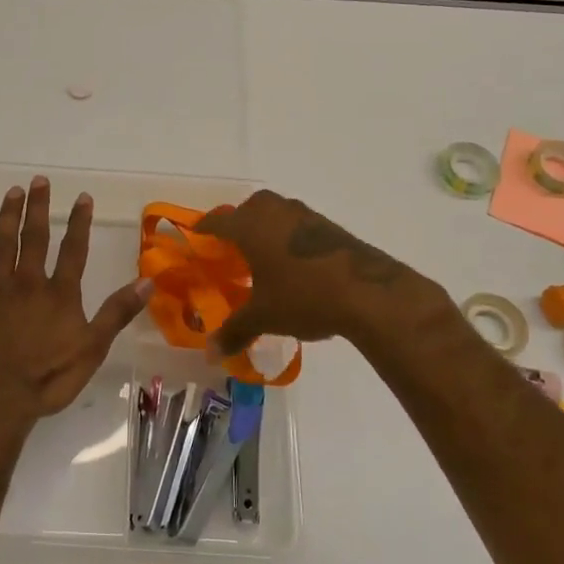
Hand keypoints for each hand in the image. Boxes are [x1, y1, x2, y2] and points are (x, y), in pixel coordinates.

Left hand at [0, 176, 151, 427]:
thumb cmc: (48, 377)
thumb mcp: (92, 348)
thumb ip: (117, 312)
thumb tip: (148, 280)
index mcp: (59, 293)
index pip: (73, 250)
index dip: (79, 222)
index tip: (82, 196)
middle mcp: (27, 284)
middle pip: (34, 238)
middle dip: (38, 208)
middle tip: (38, 180)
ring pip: (1, 247)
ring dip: (7, 219)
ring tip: (11, 194)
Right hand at [195, 189, 440, 354]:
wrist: (366, 291)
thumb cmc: (302, 296)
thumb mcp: (263, 317)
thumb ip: (234, 332)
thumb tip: (210, 354)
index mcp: (250, 226)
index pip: (217, 220)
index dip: (204, 228)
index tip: (197, 236)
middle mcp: (274, 212)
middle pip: (247, 209)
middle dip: (237, 224)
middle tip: (231, 248)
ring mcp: (304, 216)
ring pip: (275, 213)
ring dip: (265, 228)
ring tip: (263, 256)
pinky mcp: (329, 227)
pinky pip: (297, 225)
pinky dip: (288, 237)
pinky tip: (294, 264)